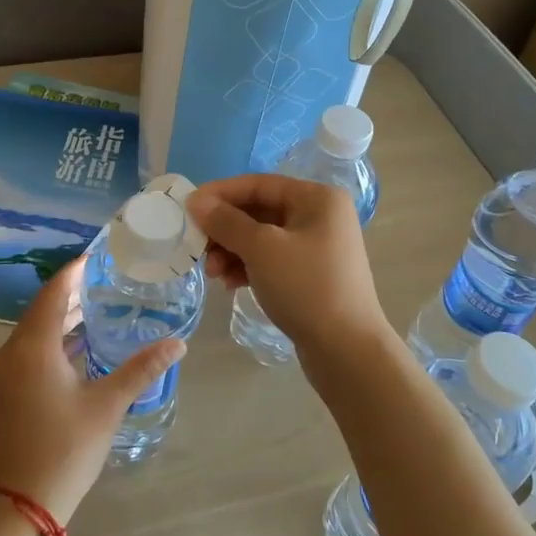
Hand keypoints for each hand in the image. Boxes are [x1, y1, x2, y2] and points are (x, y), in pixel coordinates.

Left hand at [0, 258, 185, 524]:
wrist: (20, 505)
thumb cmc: (65, 448)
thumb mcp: (107, 405)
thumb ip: (141, 369)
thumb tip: (178, 343)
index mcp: (32, 347)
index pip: (54, 292)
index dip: (75, 271)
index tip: (100, 256)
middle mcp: (12, 352)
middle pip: (42, 308)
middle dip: (73, 292)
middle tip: (108, 279)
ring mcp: (4, 373)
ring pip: (35, 330)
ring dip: (63, 316)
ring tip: (100, 305)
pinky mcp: (5, 391)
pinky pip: (29, 349)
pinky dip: (54, 339)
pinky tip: (80, 345)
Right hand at [187, 175, 393, 368]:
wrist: (347, 351)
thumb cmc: (306, 287)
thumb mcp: (261, 249)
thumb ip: (226, 222)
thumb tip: (196, 202)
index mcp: (317, 198)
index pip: (258, 184)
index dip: (220, 194)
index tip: (188, 208)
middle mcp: (320, 215)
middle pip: (259, 211)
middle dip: (225, 229)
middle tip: (197, 248)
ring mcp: (317, 247)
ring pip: (262, 238)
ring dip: (232, 251)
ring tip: (213, 274)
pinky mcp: (311, 275)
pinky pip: (271, 259)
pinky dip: (248, 267)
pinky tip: (230, 285)